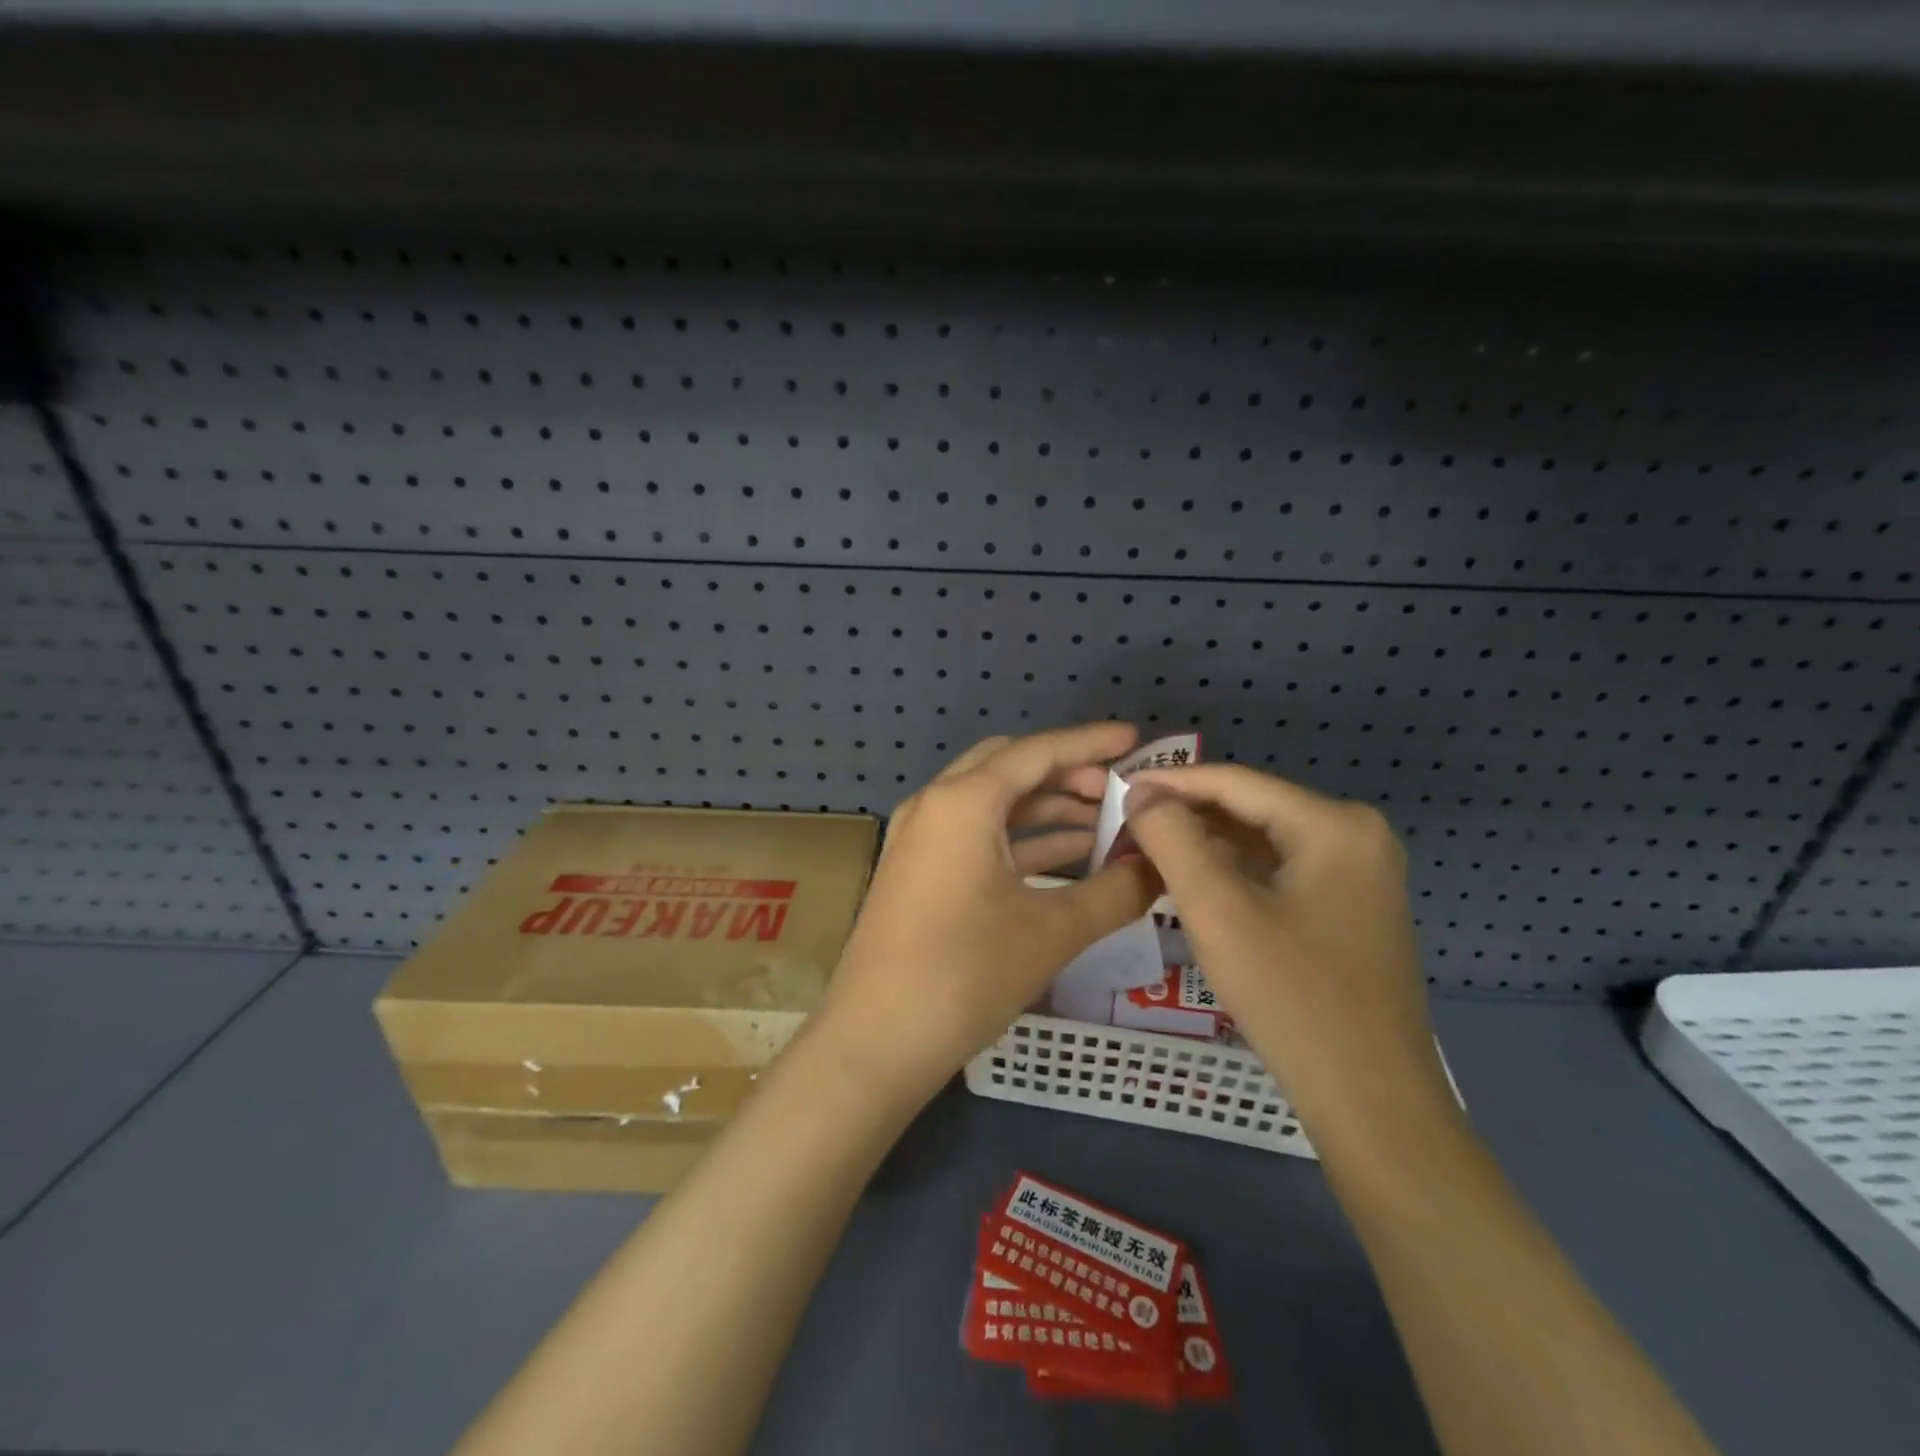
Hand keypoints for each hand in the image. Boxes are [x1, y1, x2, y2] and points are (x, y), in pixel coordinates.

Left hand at [816, 724, 1160, 1102]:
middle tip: (1119, 789)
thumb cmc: (966, 974)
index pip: (1037, 752)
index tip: (1136, 740)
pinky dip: (1022, 839)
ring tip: (1106, 823)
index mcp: (963, 801)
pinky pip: (977, 836)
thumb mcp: (1053, 931)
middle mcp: (936, 805)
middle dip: (1066, 773)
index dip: (1090, 743)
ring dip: (1046, 808)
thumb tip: (1161, 868)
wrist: (878, 1041)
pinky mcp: (919, 871)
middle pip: (1010, 767)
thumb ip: (1116, 892)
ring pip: (993, 803)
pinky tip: (1068, 856)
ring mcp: (921, 838)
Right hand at [1122, 764, 1453, 1142]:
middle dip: (1186, 814)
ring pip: (1262, 840)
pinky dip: (1233, 871)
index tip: (1116, 787)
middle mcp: (1356, 835)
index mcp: (1335, 824)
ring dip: (1205, 843)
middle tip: (1125, 824)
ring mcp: (1359, 872)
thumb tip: (1141, 793)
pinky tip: (1192, 880)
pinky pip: (1279, 870)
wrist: (1371, 1101)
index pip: (1237, 782)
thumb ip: (1173, 839)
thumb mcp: (1218, 911)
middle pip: (1251, 808)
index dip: (1171, 781)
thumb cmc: (1292, 998)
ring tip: (1146, 849)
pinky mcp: (1350, 905)